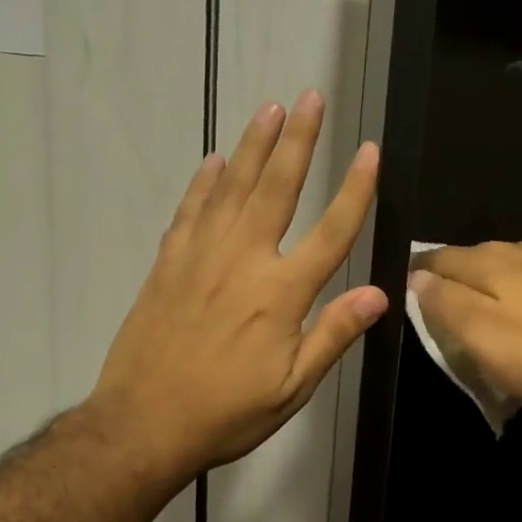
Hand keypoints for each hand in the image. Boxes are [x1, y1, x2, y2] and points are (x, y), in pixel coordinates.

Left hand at [89, 90, 386, 483]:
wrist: (143, 424)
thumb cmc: (227, 413)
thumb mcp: (292, 387)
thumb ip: (333, 335)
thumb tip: (378, 294)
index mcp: (280, 294)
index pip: (330, 232)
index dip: (354, 190)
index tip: (369, 152)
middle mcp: (242, 261)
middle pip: (276, 189)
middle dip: (298, 141)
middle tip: (310, 97)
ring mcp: (200, 257)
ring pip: (231, 188)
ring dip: (252, 146)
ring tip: (269, 109)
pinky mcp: (168, 264)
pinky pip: (190, 211)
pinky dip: (203, 183)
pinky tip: (214, 162)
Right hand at [408, 241, 521, 414]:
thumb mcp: (481, 335)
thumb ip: (444, 302)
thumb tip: (416, 276)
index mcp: (488, 260)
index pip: (437, 258)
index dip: (418, 276)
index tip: (407, 295)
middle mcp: (521, 248)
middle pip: (473, 259)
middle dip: (454, 279)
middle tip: (443, 310)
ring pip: (509, 266)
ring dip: (492, 285)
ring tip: (487, 312)